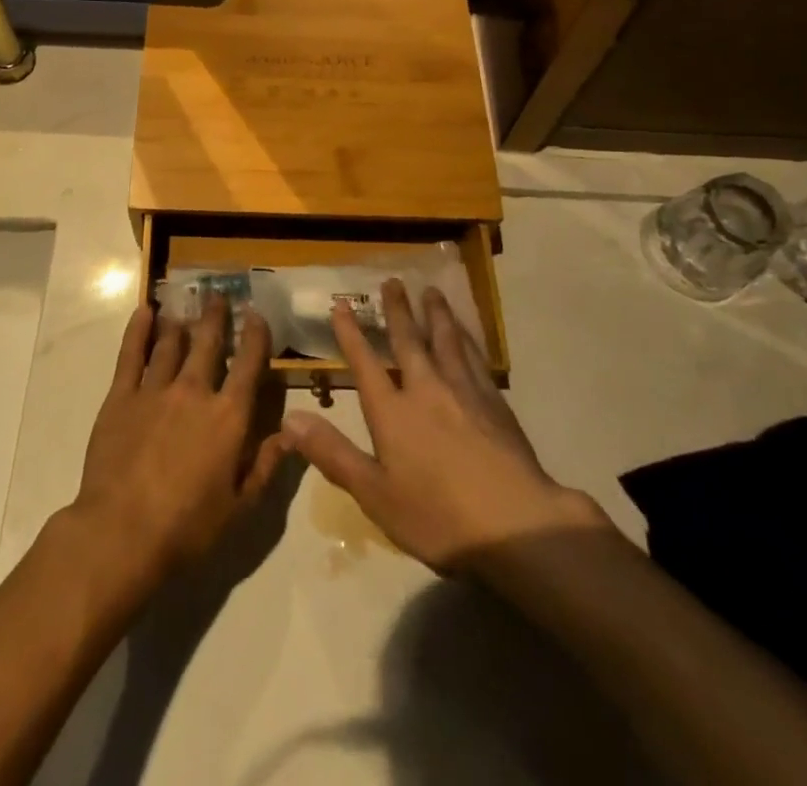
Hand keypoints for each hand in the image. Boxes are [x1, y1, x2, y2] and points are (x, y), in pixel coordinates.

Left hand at [71, 297, 287, 585]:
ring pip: (171, 344)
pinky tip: (145, 312)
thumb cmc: (187, 528)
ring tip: (185, 306)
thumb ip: (266, 465)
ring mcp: (155, 390)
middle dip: (216, 317)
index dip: (255, 336)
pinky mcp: (121, 397)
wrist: (121, 533)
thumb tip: (292, 433)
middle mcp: (194, 392)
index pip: (249, 365)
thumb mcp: (240, 507)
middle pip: (208, 343)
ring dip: (181, 323)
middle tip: (218, 296)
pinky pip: (131, 355)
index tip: (256, 315)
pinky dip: (139, 330)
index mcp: (228, 417)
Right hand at [283, 280, 612, 571]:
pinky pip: (475, 356)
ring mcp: (464, 391)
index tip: (340, 304)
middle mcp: (426, 389)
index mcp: (392, 412)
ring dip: (436, 313)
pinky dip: (467, 337)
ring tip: (432, 291)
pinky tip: (468, 333)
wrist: (516, 524)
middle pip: (408, 340)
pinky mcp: (495, 402)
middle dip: (397, 310)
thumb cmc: (438, 517)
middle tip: (392, 281)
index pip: (364, 363)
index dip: (350, 333)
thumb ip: (333, 454)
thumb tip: (290, 419)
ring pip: (446, 340)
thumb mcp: (375, 494)